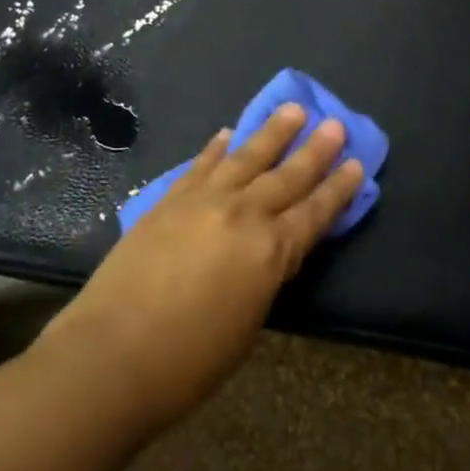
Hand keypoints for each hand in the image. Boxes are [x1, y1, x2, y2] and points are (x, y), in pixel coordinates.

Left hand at [40, 105, 362, 431]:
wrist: (111, 354)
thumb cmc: (188, 362)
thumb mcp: (248, 324)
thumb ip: (264, 277)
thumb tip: (270, 251)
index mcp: (271, 252)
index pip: (315, 212)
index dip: (338, 188)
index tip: (358, 163)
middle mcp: (243, 215)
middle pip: (287, 176)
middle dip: (315, 150)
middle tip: (334, 123)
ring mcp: (203, 201)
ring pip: (246, 157)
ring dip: (272, 132)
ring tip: (292, 109)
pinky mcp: (169, 200)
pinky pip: (201, 166)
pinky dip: (217, 148)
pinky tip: (228, 133)